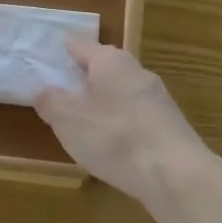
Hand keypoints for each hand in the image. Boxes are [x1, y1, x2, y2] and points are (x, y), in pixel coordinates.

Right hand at [35, 41, 221, 222]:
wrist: (178, 177)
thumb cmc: (116, 139)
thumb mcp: (69, 120)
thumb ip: (50, 101)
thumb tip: (43, 89)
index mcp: (110, 61)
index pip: (79, 45)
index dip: (60, 49)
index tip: (45, 55)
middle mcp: (136, 71)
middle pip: (102, 67)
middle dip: (81, 76)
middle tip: (58, 89)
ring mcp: (157, 98)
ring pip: (120, 92)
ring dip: (101, 102)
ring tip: (80, 120)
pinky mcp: (168, 126)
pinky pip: (134, 115)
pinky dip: (118, 123)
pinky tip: (109, 145)